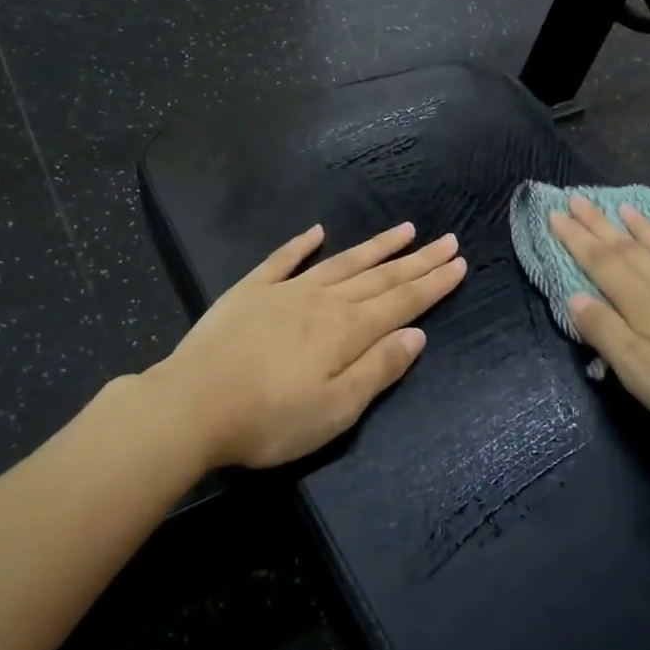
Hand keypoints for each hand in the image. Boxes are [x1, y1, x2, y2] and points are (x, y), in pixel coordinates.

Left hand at [146, 222, 466, 469]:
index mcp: (348, 330)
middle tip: (447, 239)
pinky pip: (282, 260)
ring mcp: (285, 291)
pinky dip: (301, 244)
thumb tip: (416, 334)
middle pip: (380, 276)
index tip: (459, 262)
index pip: (402, 301)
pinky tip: (317, 231)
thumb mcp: (336, 409)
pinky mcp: (250, 292)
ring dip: (375, 246)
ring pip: (341, 262)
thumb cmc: (270, 419)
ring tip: (404, 229)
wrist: (191, 406)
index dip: (433, 283)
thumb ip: (379, 369)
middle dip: (417, 260)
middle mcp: (323, 301)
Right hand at [549, 195, 649, 461]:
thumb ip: (604, 331)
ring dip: (644, 230)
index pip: (601, 262)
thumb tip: (573, 296)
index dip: (576, 238)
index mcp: (643, 303)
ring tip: (627, 209)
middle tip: (577, 199)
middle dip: (599, 225)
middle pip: (629, 250)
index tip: (554, 213)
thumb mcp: (636, 371)